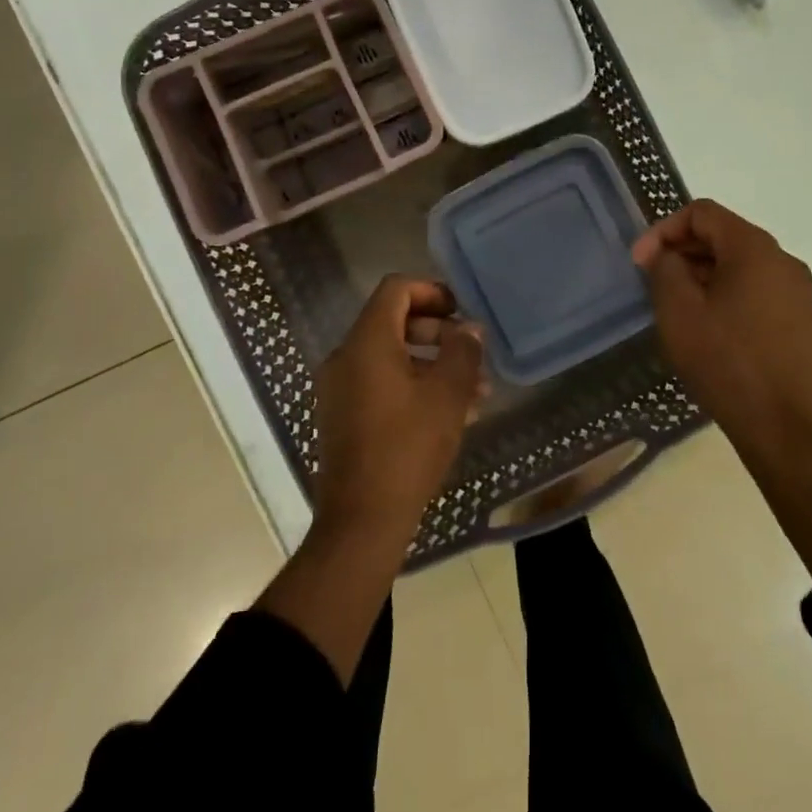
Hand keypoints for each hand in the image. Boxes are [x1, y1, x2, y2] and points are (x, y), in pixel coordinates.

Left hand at [313, 276, 486, 542]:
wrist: (361, 521)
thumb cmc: (407, 448)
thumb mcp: (447, 395)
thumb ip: (463, 352)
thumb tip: (469, 329)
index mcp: (366, 343)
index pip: (396, 289)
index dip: (431, 291)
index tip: (461, 312)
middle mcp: (345, 357)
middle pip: (393, 321)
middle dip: (437, 331)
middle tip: (470, 353)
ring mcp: (339, 389)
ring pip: (390, 356)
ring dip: (430, 363)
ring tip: (472, 390)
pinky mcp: (342, 416)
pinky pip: (379, 383)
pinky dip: (412, 384)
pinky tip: (449, 413)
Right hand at [631, 200, 811, 467]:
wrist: (788, 431)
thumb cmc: (727, 363)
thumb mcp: (679, 312)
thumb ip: (665, 269)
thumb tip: (667, 256)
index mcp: (755, 248)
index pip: (702, 212)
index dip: (663, 230)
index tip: (640, 263)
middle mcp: (782, 260)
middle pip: (723, 234)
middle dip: (682, 251)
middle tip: (653, 283)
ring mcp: (796, 291)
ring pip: (739, 263)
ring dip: (702, 273)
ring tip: (676, 307)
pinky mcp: (800, 319)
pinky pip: (755, 288)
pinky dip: (725, 293)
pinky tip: (708, 327)